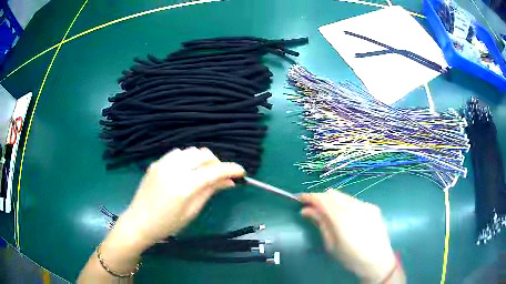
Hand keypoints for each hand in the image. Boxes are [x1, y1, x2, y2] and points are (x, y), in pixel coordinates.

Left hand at [116, 147, 244, 248]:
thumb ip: (210, 191)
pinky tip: (185, 171)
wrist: (139, 222)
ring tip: (202, 174)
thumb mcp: (192, 211)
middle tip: (220, 176)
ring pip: (191, 151)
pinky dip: (187, 159)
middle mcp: (174, 169)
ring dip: (201, 159)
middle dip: (217, 163)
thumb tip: (229, 181)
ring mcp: (163, 163)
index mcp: (185, 185)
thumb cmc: (168, 224)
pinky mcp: (156, 163)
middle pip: (204, 154)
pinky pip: (177, 154)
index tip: (241, 172)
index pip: (215, 171)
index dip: (231, 169)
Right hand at [299, 190, 397, 282]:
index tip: (300, 198)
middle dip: (321, 198)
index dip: (309, 196)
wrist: (378, 260)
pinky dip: (345, 205)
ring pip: (344, 196)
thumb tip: (306, 211)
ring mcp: (365, 205)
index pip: (322, 199)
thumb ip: (320, 224)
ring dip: (333, 201)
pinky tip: (347, 218)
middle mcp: (354, 206)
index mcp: (341, 217)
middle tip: (313, 209)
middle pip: (333, 193)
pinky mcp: (373, 207)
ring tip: (329, 214)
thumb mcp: (331, 244)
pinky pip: (355, 201)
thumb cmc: (351, 257)